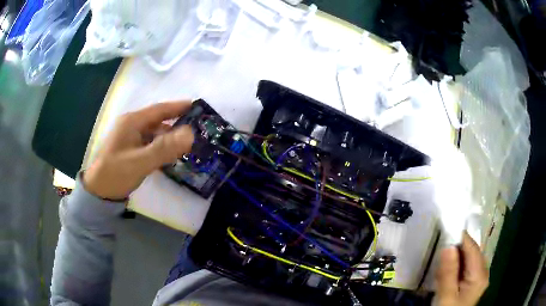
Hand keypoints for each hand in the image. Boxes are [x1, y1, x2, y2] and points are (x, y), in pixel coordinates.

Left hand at [83, 101, 194, 199]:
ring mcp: (130, 138)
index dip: (177, 106)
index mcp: (132, 122)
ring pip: (155, 133)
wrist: (99, 192)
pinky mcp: (131, 149)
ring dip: (169, 137)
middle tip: (196, 128)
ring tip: (187, 144)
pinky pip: (150, 144)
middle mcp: (131, 126)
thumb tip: (191, 134)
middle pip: (158, 121)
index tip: (196, 105)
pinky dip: (161, 147)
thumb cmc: (116, 174)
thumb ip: (164, 148)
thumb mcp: (140, 162)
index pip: (159, 110)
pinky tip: (171, 155)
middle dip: (176, 123)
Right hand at [435, 232, 488, 305]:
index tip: (444, 232)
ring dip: (455, 259)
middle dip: (456, 251)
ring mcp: (479, 276)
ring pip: (468, 258)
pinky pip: (466, 266)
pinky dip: (456, 267)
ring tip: (442, 269)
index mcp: (480, 275)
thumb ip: (448, 273)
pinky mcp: (473, 281)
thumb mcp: (446, 297)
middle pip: (471, 251)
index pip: (472, 248)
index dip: (460, 238)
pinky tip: (447, 276)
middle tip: (440, 257)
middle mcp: (483, 271)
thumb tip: (448, 246)